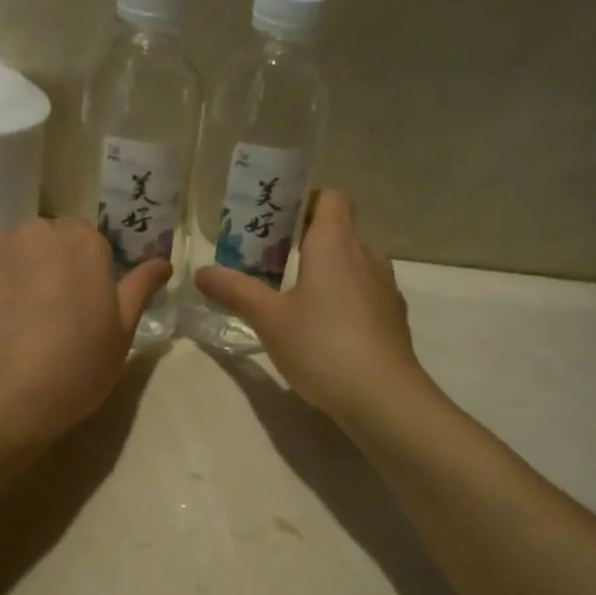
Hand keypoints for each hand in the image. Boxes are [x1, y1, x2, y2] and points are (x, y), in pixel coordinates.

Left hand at [0, 219, 170, 447]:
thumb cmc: (74, 365)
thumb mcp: (122, 332)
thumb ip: (140, 288)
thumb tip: (163, 262)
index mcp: (82, 240)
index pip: (88, 240)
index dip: (87, 271)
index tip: (84, 303)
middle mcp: (34, 231)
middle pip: (45, 243)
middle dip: (48, 268)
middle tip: (50, 316)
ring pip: (8, 257)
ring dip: (13, 277)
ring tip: (12, 325)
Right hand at [194, 191, 428, 422]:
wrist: (382, 397)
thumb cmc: (321, 344)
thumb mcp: (269, 318)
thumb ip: (235, 291)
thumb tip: (201, 272)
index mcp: (336, 243)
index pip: (331, 197)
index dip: (306, 202)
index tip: (278, 224)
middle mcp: (366, 256)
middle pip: (340, 231)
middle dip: (307, 241)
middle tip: (271, 263)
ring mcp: (386, 288)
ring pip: (354, 264)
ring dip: (327, 272)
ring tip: (295, 298)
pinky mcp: (394, 319)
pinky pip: (365, 294)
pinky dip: (344, 299)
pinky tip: (324, 331)